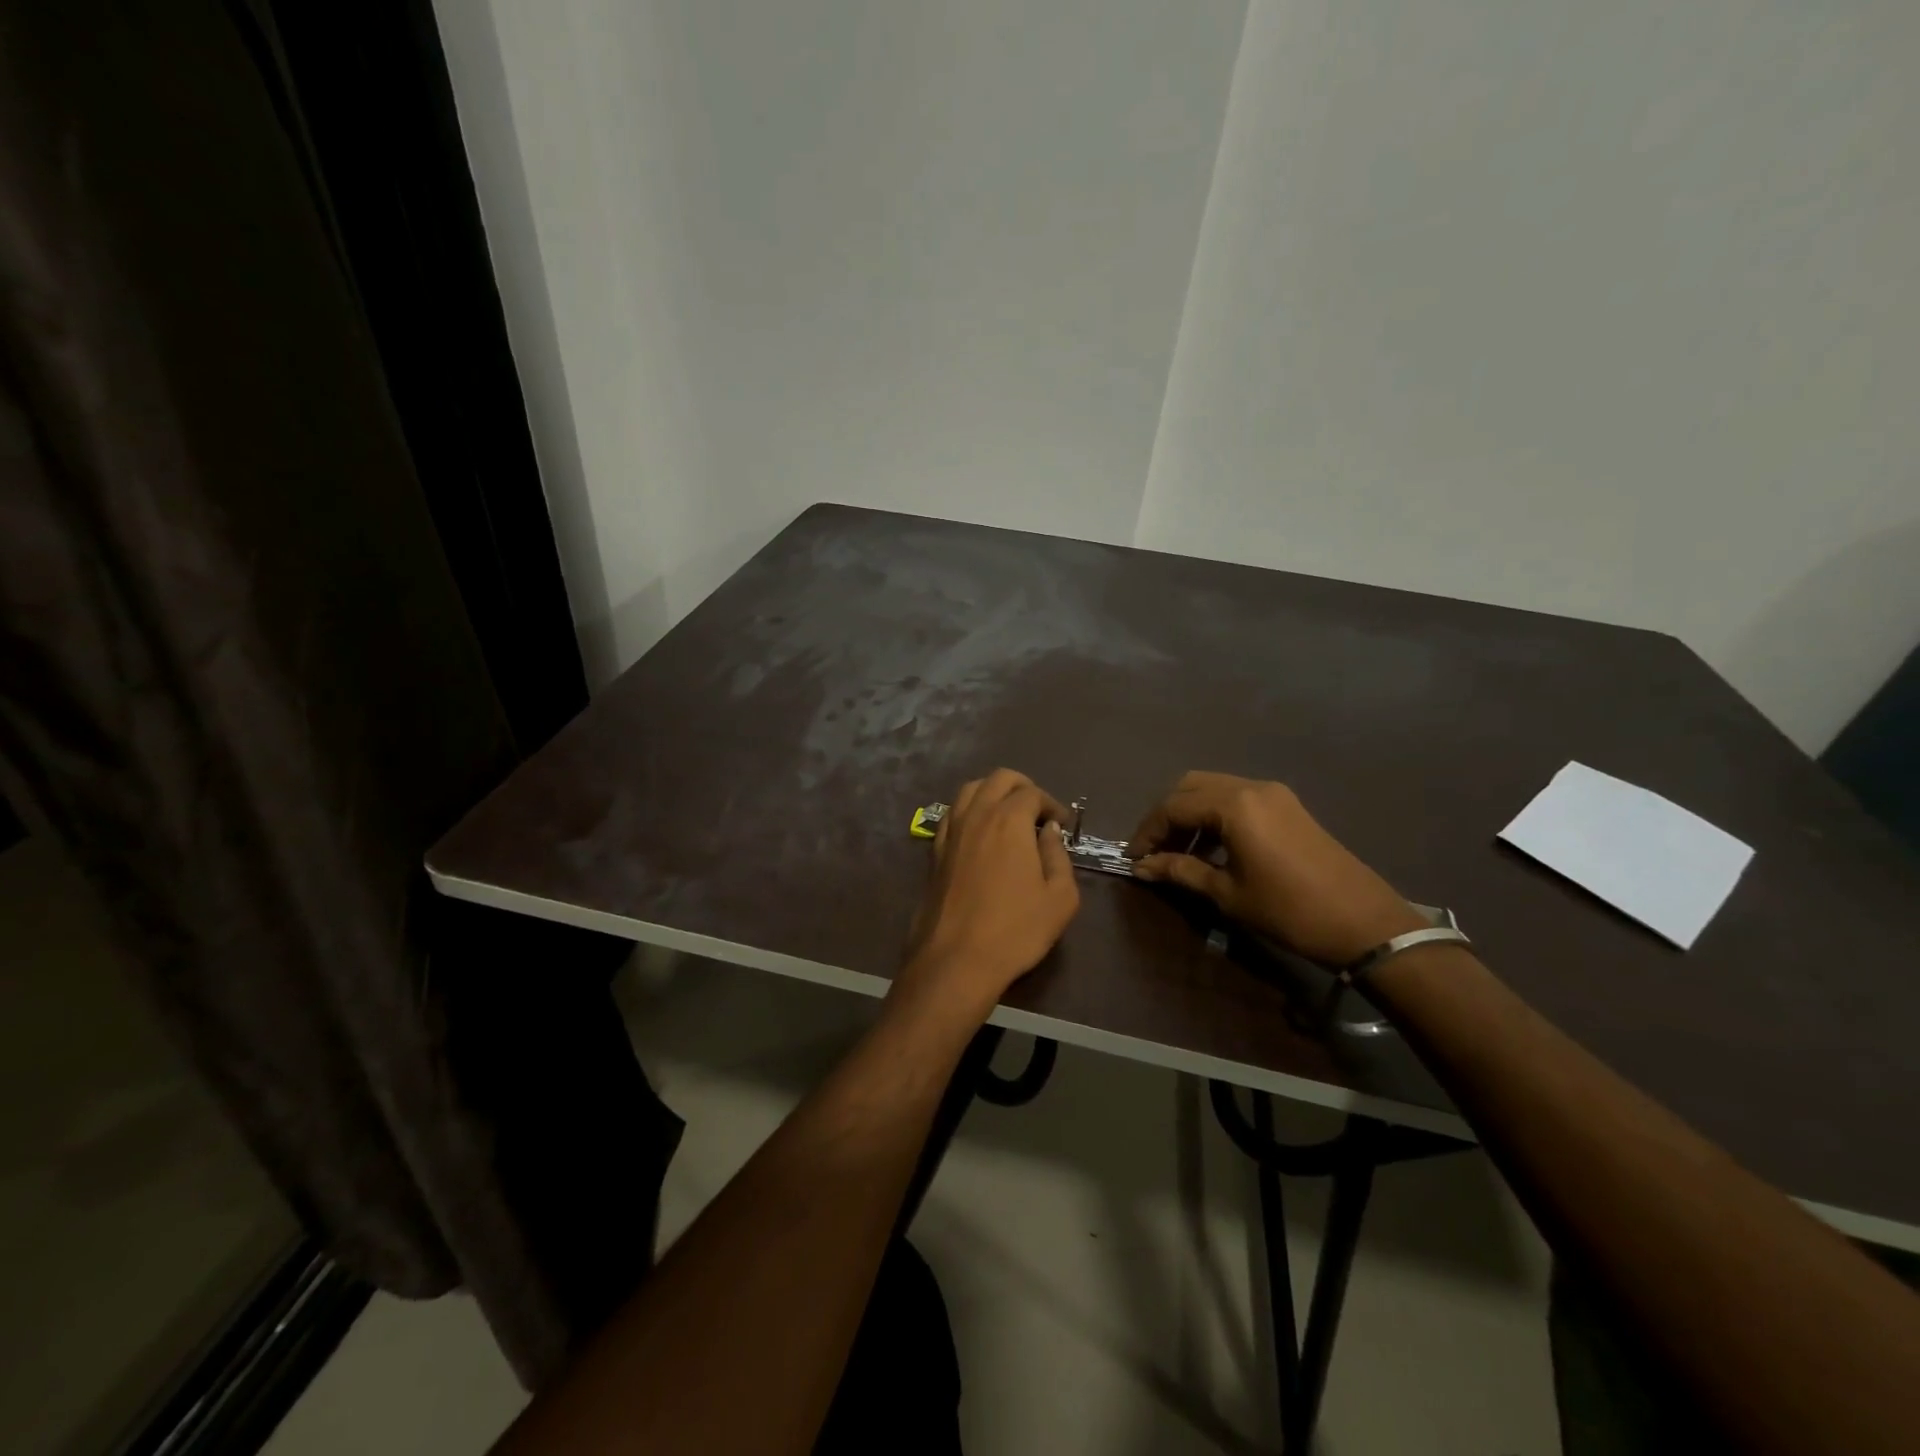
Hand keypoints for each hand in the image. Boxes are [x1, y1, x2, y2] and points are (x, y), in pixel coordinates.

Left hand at [896, 769, 1081, 1019]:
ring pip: (970, 790)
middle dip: (1023, 787)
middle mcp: (977, 815)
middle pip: (999, 779)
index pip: (1032, 793)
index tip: (1062, 824)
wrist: (957, 959)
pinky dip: (969, 811)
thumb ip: (1058, 857)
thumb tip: (1049, 832)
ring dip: (992, 792)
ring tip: (1008, 815)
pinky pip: (952, 814)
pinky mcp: (935, 852)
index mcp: (1009, 821)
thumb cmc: (1016, 930)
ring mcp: (951, 832)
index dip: (1051, 804)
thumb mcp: (1060, 898)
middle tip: (1038, 811)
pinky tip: (979, 833)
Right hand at [1129, 771, 1425, 965]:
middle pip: (1190, 787)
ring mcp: (1273, 793)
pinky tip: (1212, 847)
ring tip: (1179, 852)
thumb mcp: (1227, 893)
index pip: (1173, 806)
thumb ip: (1180, 871)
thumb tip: (1142, 866)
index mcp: (1234, 805)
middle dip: (1166, 816)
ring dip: (1190, 814)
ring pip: (1214, 788)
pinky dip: (1215, 815)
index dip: (1147, 831)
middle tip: (1154, 850)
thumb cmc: (1289, 911)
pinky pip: (1237, 798)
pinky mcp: (1288, 805)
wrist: (1365, 923)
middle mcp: (1251, 787)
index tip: (1133, 858)